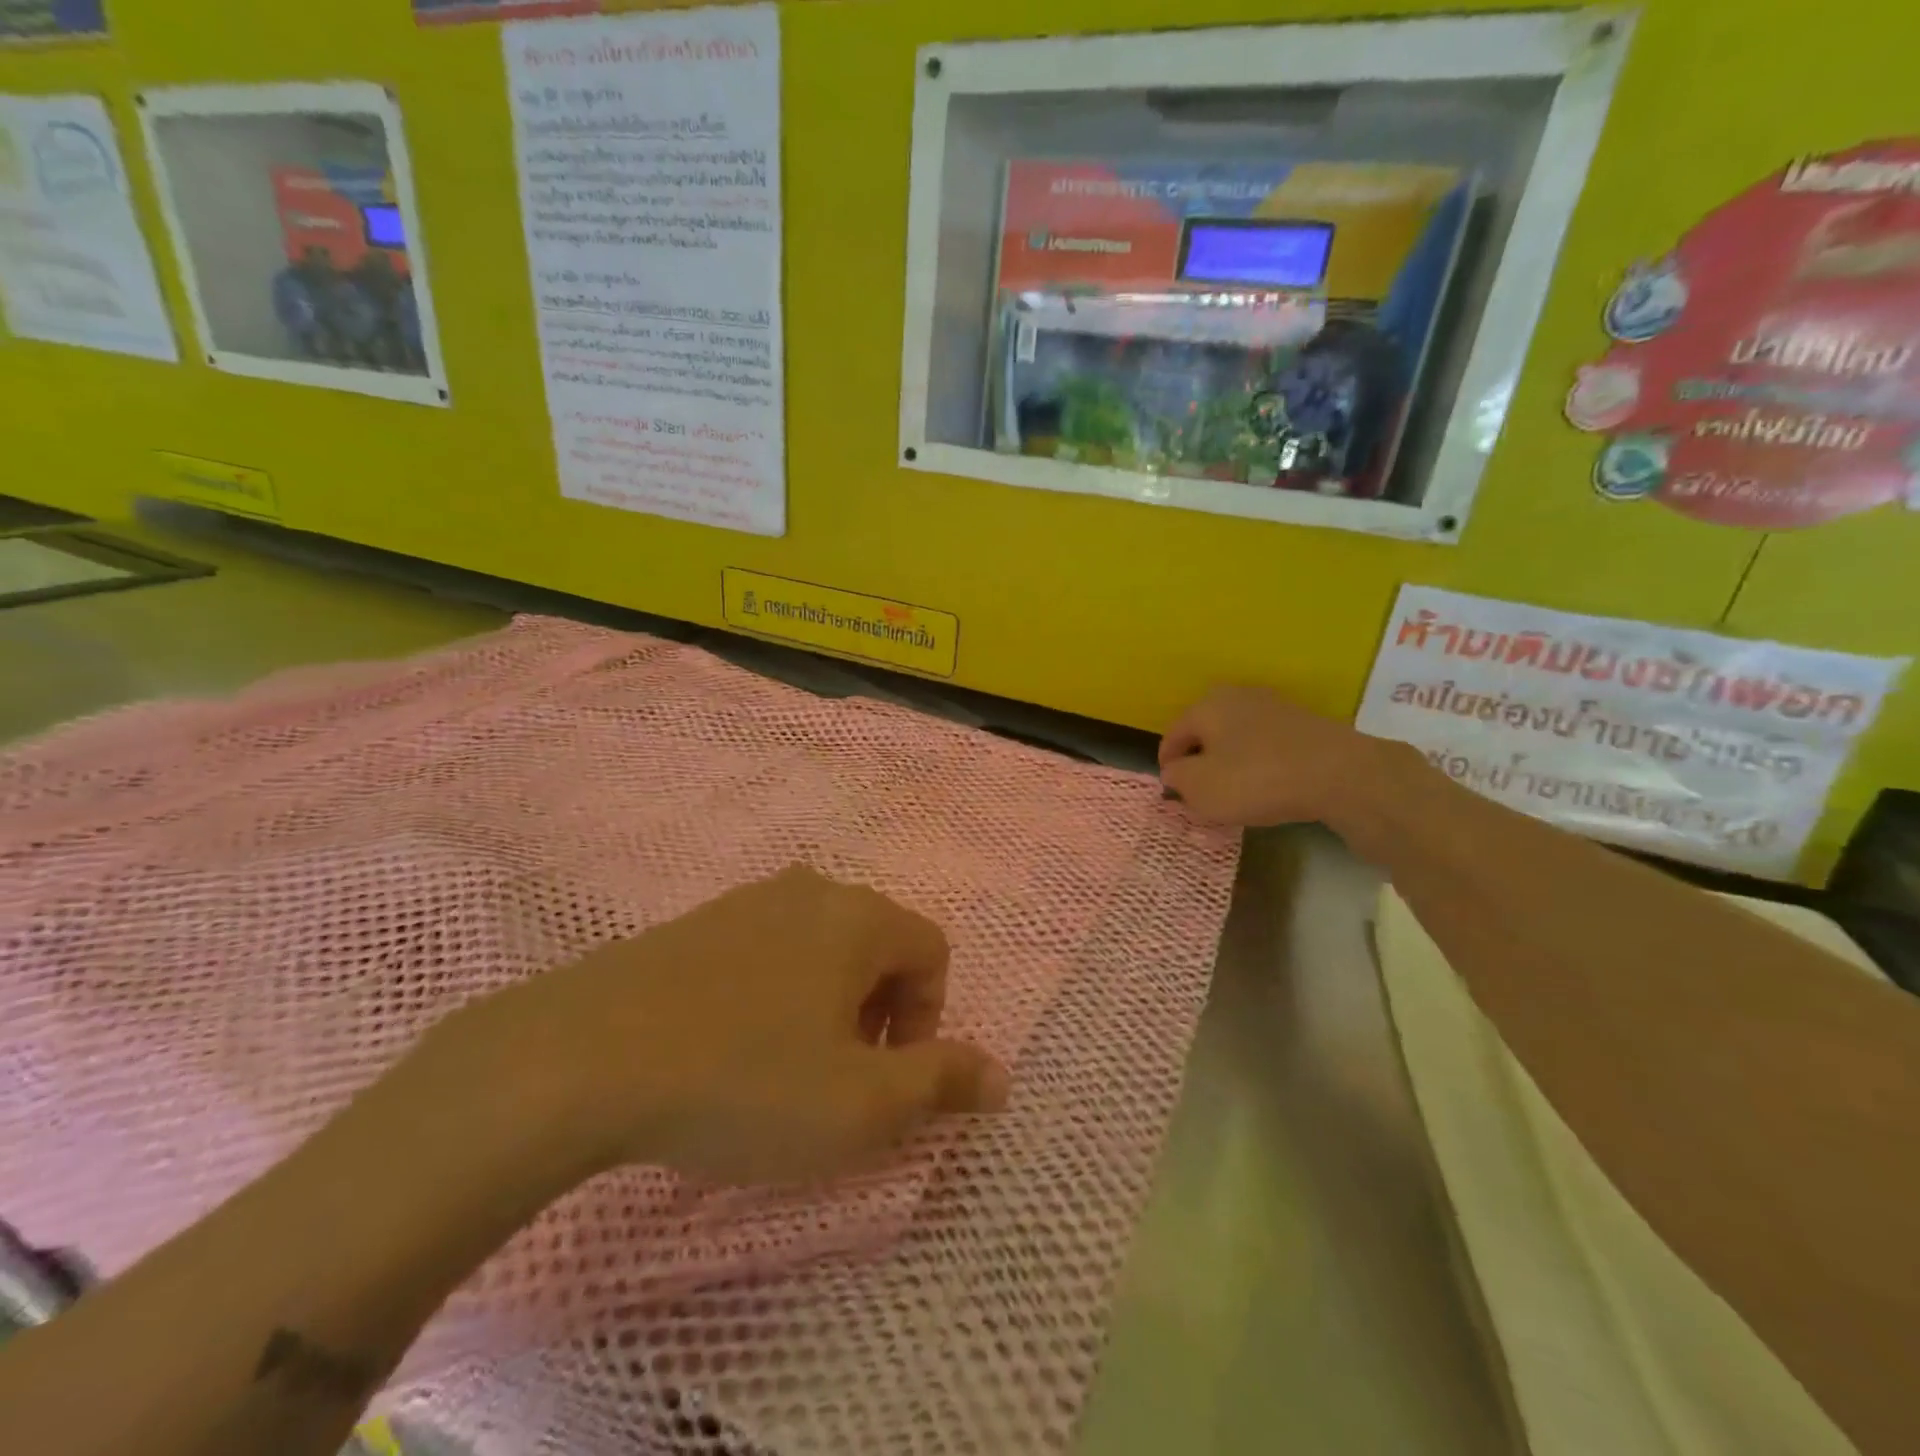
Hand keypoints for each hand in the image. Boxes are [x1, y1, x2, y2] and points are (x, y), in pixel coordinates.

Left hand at [424, 866, 1008, 1188]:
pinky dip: (772, 995)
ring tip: (783, 1068)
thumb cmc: (746, 1081)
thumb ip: (942, 1082)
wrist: (583, 1057)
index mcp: (860, 917)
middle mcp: (811, 890)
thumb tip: (1001, 1077)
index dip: (926, 1020)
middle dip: (878, 1013)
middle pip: (877, 946)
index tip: (886, 1077)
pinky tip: (727, 1047)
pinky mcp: (695, 922)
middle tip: (838, 1078)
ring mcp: (747, 900)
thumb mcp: (862, 1103)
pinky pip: (765, 952)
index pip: (932, 952)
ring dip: (825, 1006)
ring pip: (820, 948)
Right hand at [1159, 685, 1386, 827]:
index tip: (1173, 793)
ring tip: (1235, 792)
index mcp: (1206, 705)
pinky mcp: (1304, 722)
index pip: (1173, 736)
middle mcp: (1237, 696)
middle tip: (1202, 792)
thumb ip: (1177, 779)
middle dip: (1200, 761)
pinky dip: (1260, 763)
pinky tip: (1268, 785)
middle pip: (1206, 733)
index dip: (1168, 767)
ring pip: (1237, 737)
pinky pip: (1267, 744)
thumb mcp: (1201, 788)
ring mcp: (1275, 706)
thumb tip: (1174, 772)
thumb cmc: (1256, 779)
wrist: (1341, 774)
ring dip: (1231, 761)